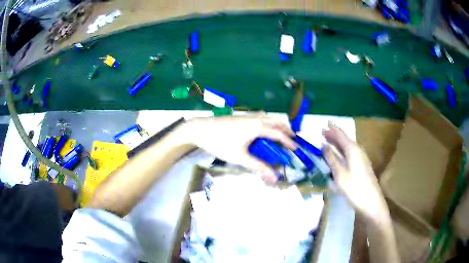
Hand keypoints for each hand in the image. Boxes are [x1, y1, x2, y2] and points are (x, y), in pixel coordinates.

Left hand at [182, 114, 296, 181]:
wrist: (201, 129)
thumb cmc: (220, 143)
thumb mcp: (240, 157)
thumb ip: (258, 166)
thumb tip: (274, 176)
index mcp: (258, 127)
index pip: (279, 134)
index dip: (289, 142)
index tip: (296, 149)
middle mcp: (256, 118)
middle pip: (277, 122)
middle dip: (286, 131)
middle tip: (292, 141)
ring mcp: (248, 115)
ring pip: (269, 118)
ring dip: (277, 125)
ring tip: (280, 136)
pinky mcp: (242, 116)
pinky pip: (261, 117)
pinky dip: (269, 123)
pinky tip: (264, 130)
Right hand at [322, 123, 387, 221]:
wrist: (371, 202)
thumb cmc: (355, 188)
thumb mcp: (340, 174)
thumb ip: (331, 159)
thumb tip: (323, 145)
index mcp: (352, 149)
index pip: (340, 135)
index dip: (332, 129)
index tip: (324, 124)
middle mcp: (358, 151)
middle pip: (345, 139)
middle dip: (334, 135)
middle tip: (323, 132)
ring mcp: (361, 159)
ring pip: (347, 147)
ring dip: (338, 144)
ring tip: (328, 142)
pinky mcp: (362, 166)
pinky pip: (350, 154)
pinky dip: (342, 152)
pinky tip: (339, 156)